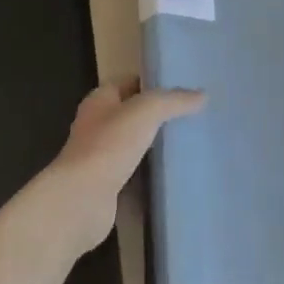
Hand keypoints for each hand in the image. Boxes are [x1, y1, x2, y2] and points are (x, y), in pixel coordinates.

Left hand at [48, 78, 204, 251]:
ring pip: (135, 146)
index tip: (185, 87)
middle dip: (160, 116)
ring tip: (190, 142)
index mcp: (100, 100)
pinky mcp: (108, 186)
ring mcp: (101, 158)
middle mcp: (97, 126)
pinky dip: (152, 175)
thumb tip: (202, 95)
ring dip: (157, 146)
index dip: (155, 82)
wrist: (81, 201)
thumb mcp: (146, 111)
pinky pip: (135, 175)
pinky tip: (175, 174)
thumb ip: (174, 101)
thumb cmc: (109, 146)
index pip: (130, 82)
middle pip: (133, 115)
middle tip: (193, 116)